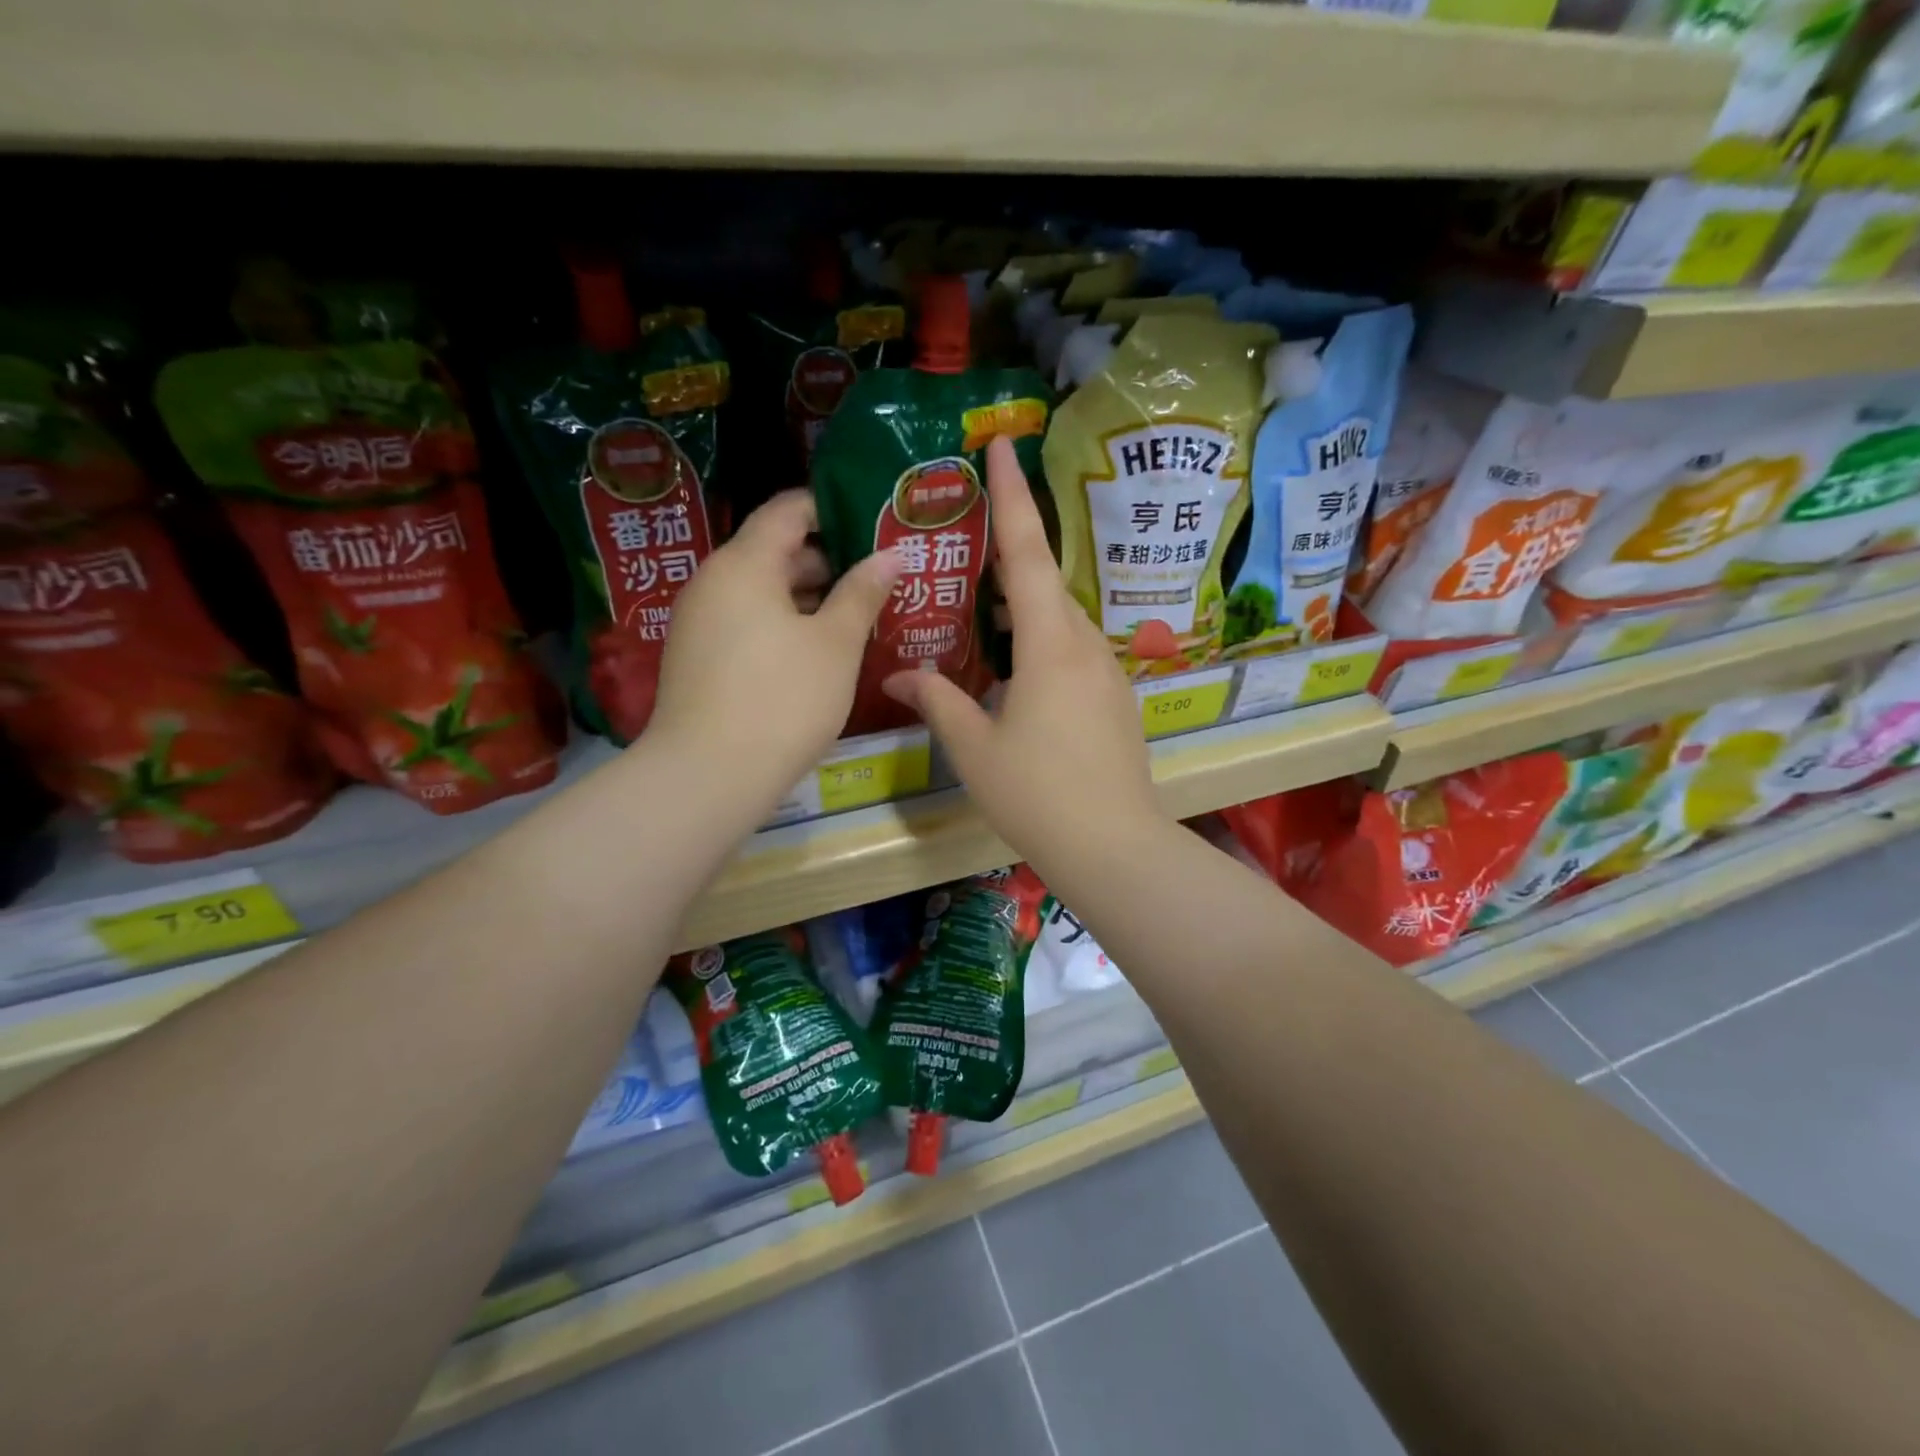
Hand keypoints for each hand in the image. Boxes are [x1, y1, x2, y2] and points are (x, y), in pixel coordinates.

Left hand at [650, 490, 898, 805]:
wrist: (709, 776)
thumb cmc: (783, 699)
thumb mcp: (835, 644)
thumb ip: (862, 593)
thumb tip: (889, 555)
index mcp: (744, 564)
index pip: (788, 510)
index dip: (831, 508)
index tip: (873, 523)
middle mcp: (713, 582)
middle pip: (774, 551)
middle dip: (829, 560)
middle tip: (879, 576)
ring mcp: (700, 623)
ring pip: (762, 592)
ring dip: (809, 598)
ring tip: (858, 614)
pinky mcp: (698, 659)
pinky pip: (748, 623)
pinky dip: (784, 625)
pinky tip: (819, 651)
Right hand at [882, 436, 1164, 875]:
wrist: (1113, 845)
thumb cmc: (1037, 793)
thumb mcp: (974, 747)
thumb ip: (936, 700)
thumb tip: (895, 672)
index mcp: (1049, 645)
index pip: (1027, 552)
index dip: (1014, 496)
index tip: (1005, 445)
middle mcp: (1084, 645)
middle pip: (1045, 581)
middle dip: (1013, 550)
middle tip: (973, 536)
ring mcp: (1106, 672)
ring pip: (1060, 619)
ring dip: (1024, 605)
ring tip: (984, 610)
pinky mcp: (1115, 699)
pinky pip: (1073, 650)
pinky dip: (1041, 641)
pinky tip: (1015, 667)